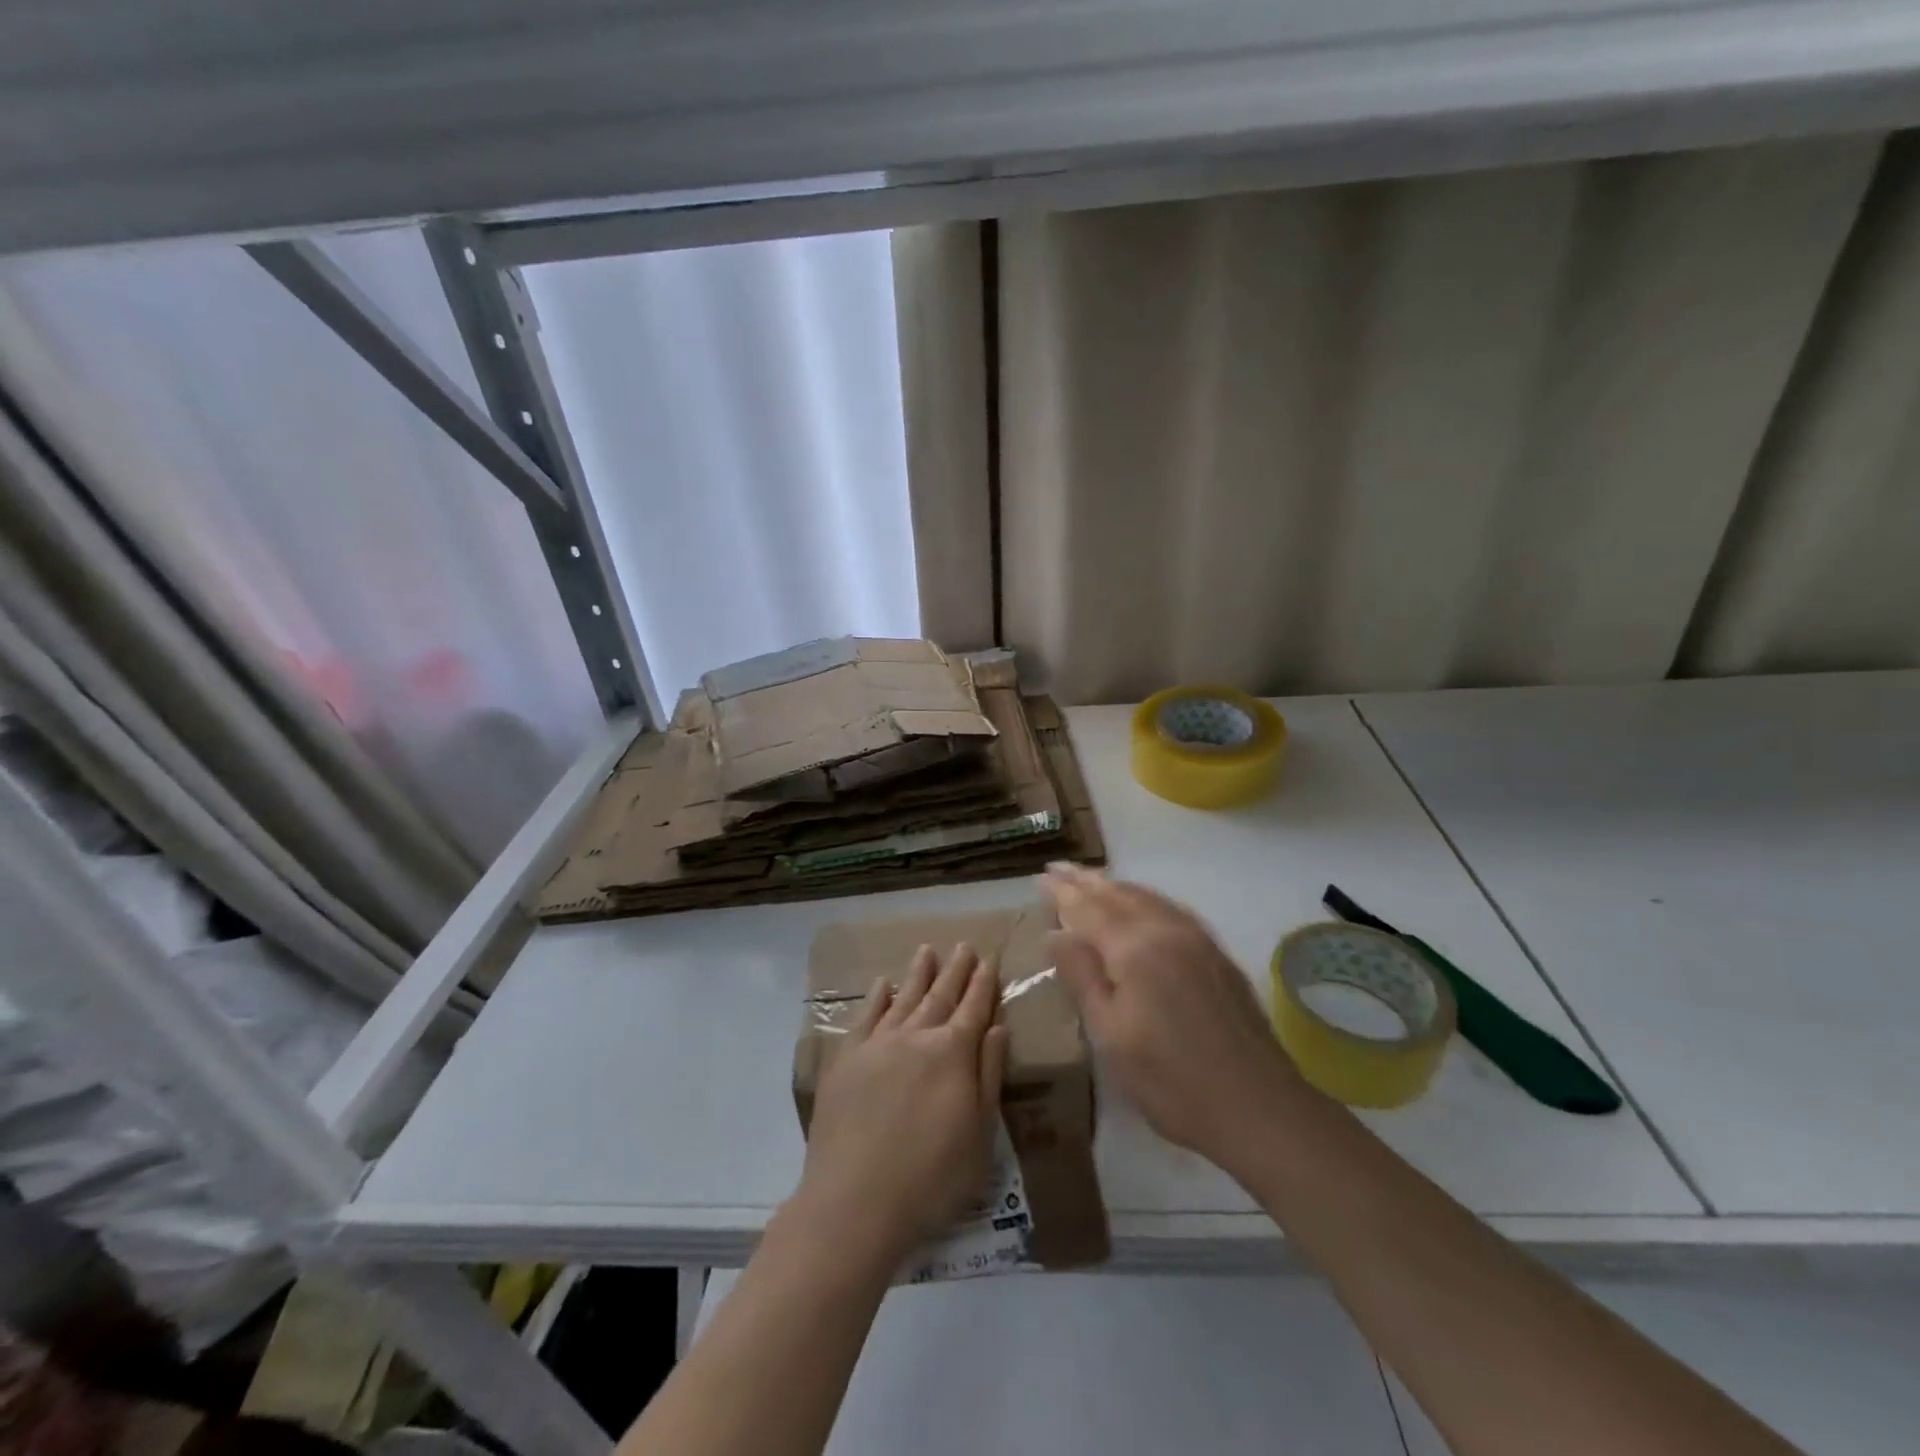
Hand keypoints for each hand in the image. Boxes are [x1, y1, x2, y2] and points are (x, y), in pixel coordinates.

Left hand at [791, 944, 1009, 1268]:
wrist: (855, 1200)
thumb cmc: (931, 1177)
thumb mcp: (979, 1134)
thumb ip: (989, 1075)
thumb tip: (998, 1026)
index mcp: (953, 1053)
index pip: (973, 1009)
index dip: (983, 984)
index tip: (989, 959)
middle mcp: (916, 1037)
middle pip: (940, 995)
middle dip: (955, 970)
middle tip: (964, 945)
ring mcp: (878, 1044)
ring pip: (903, 997)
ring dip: (918, 974)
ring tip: (927, 950)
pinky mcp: (846, 1059)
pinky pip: (865, 1017)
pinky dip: (876, 998)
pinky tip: (882, 984)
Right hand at [1043, 863, 1309, 1169]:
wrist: (1259, 1107)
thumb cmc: (1171, 1081)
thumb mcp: (1111, 1035)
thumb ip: (1082, 977)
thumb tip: (1054, 934)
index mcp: (1134, 948)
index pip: (1088, 907)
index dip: (1061, 892)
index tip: (1039, 876)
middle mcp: (1166, 929)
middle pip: (1118, 894)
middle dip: (1085, 879)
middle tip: (1057, 867)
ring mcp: (1197, 939)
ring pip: (1147, 897)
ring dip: (1114, 885)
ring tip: (1091, 880)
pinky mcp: (1216, 954)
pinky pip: (1170, 908)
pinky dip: (1144, 898)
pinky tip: (1141, 905)